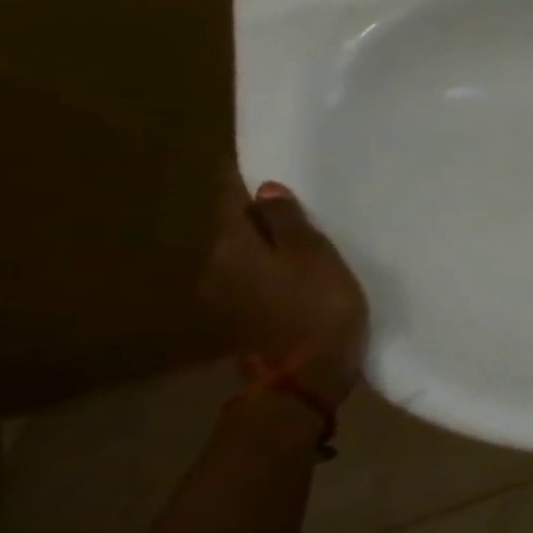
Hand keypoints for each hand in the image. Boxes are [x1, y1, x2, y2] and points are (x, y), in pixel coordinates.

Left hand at [195, 169, 368, 406]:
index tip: (251, 157)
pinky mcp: (242, 316)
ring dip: (265, 238)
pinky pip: (252, 274)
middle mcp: (215, 267)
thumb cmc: (317, 306)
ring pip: (243, 252)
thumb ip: (288, 222)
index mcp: (231, 247)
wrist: (304, 375)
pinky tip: (296, 263)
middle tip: (290, 190)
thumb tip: (266, 190)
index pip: (228, 199)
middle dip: (256, 209)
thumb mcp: (314, 256)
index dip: (239, 177)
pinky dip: (270, 262)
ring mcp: (224, 296)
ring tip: (299, 227)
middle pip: (233, 226)